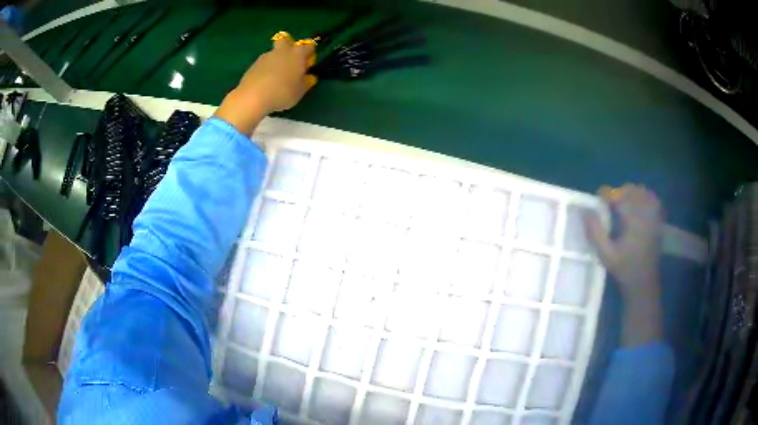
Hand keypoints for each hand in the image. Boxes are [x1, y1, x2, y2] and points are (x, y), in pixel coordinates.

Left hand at [215, 34, 316, 134]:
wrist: (253, 97)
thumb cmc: (283, 92)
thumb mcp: (300, 91)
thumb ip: (307, 82)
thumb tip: (309, 77)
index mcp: (298, 54)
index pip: (309, 46)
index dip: (310, 54)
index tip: (308, 65)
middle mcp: (282, 50)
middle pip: (286, 40)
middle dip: (289, 46)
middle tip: (290, 60)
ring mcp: (266, 56)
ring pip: (274, 52)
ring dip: (276, 59)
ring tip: (276, 77)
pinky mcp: (254, 65)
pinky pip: (263, 63)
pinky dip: (266, 69)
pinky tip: (265, 82)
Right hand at [584, 184, 664, 346]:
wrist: (644, 282)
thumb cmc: (623, 269)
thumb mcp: (605, 254)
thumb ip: (595, 232)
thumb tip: (586, 211)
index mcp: (632, 221)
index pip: (618, 196)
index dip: (606, 194)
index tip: (599, 199)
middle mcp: (645, 214)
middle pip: (631, 190)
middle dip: (619, 193)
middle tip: (610, 204)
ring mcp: (654, 216)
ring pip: (643, 192)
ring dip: (632, 193)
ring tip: (623, 203)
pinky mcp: (658, 220)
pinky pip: (653, 200)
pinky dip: (645, 197)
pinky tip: (638, 206)